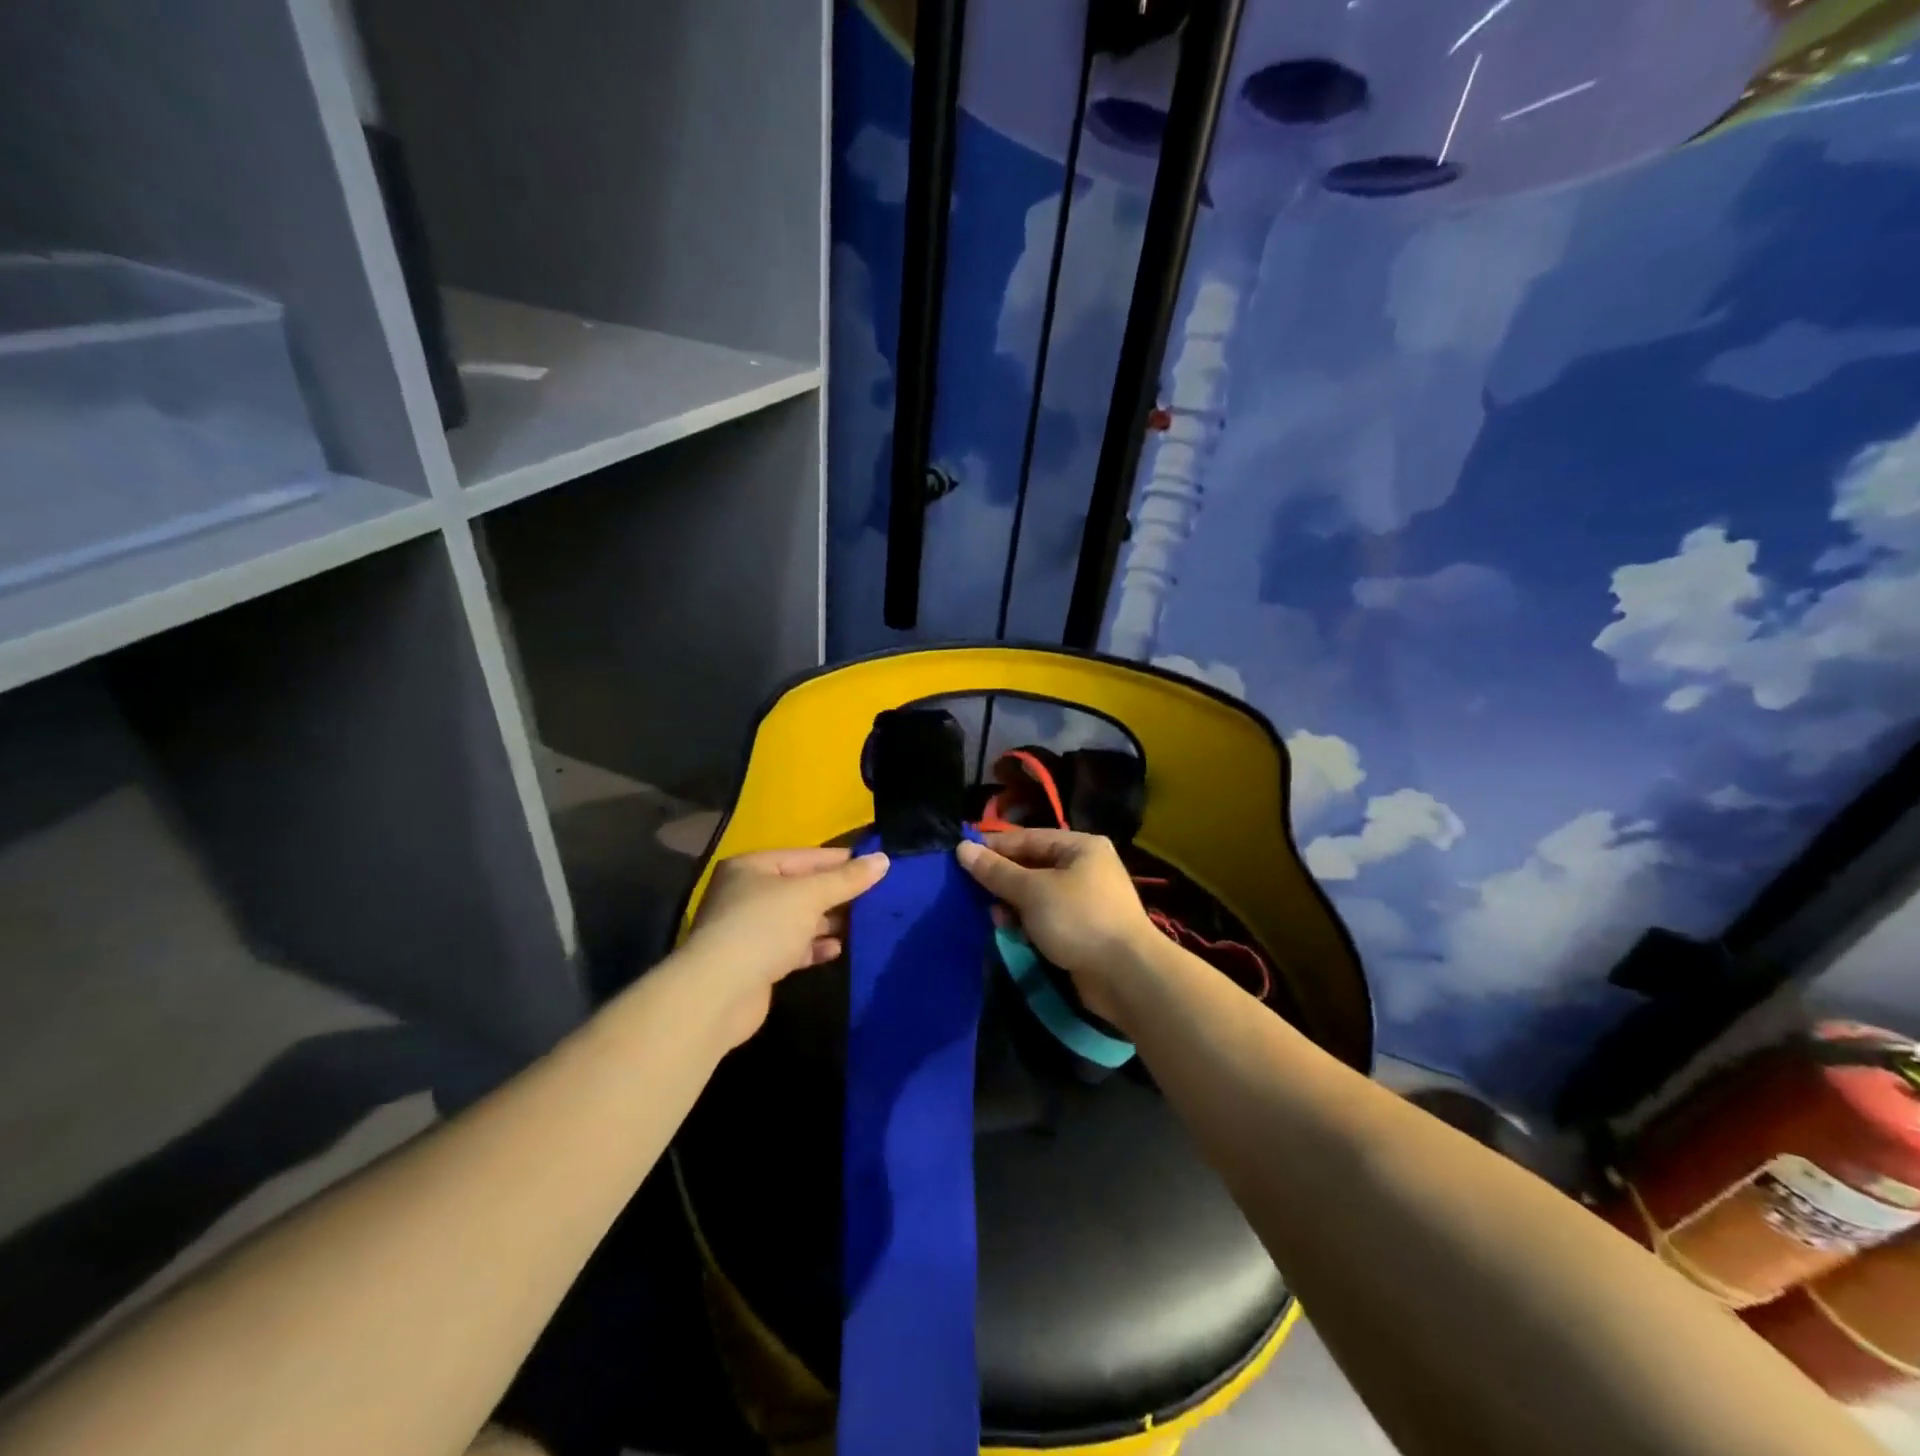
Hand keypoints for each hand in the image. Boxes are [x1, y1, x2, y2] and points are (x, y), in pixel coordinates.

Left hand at [683, 848, 888, 1046]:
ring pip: (798, 919)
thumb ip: (847, 879)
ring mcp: (749, 929)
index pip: (806, 856)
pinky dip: (814, 946)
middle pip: (802, 888)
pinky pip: (792, 947)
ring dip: (827, 922)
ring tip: (863, 924)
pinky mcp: (756, 962)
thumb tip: (883, 860)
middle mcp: (747, 893)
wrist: (718, 994)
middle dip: (836, 894)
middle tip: (877, 897)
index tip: (877, 865)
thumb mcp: (809, 896)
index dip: (842, 861)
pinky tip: (837, 949)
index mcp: (752, 867)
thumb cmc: (763, 928)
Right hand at [956, 829, 1156, 1026]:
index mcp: (1080, 847)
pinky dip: (1028, 923)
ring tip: (992, 916)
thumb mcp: (1032, 891)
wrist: (1126, 975)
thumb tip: (963, 848)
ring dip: (1013, 904)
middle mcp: (1085, 868)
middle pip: (1032, 866)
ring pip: (1037, 895)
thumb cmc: (1079, 919)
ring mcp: (1086, 900)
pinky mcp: (1083, 929)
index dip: (994, 847)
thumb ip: (996, 871)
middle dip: (1003, 880)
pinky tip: (1011, 932)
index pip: (1028, 838)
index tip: (961, 856)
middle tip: (970, 891)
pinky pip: (1046, 918)